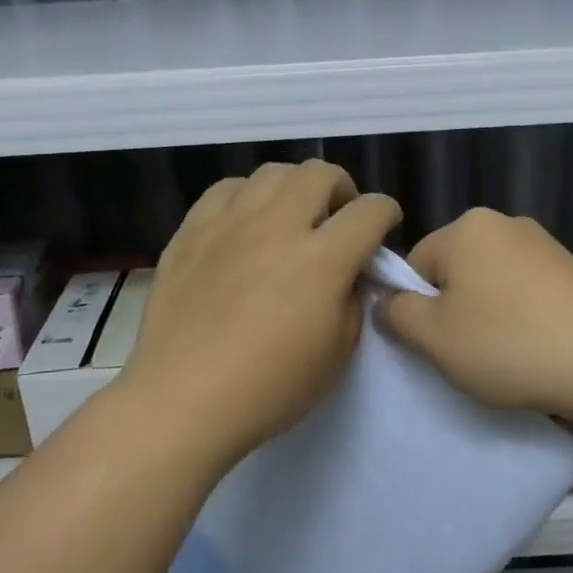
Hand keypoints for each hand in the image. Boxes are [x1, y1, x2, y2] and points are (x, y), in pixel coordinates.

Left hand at [121, 160, 400, 468]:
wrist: (185, 399)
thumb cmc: (270, 388)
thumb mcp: (337, 354)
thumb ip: (353, 300)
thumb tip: (350, 273)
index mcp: (323, 259)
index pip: (370, 211)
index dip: (387, 213)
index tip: (383, 227)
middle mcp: (278, 226)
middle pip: (320, 173)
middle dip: (341, 189)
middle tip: (337, 218)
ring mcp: (230, 223)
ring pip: (272, 172)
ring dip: (294, 188)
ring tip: (290, 217)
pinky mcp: (191, 230)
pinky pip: (226, 189)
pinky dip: (247, 197)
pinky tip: (245, 223)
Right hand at [377, 209, 572, 426]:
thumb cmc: (509, 345)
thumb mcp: (434, 338)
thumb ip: (397, 315)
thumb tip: (387, 301)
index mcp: (466, 228)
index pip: (415, 265)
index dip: (417, 308)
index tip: (437, 343)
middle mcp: (504, 223)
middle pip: (454, 269)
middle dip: (453, 308)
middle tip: (469, 351)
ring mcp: (543, 243)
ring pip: (490, 281)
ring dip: (487, 313)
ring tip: (506, 352)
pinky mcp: (572, 268)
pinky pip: (524, 289)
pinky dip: (520, 314)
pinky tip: (535, 344)